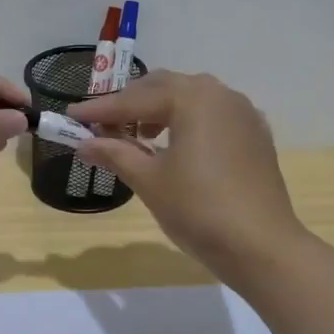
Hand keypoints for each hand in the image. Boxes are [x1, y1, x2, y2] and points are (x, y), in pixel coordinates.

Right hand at [70, 71, 305, 285]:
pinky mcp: (255, 135)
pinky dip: (187, 121)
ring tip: (138, 135)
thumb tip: (83, 143)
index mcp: (192, 98)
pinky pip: (213, 115)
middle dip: (131, 103)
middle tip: (103, 124)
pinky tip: (177, 145)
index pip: (135, 99)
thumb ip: (115, 153)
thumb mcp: (149, 181)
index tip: (71, 115)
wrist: (262, 246)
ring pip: (191, 98)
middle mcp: (220, 94)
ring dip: (160, 109)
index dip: (100, 109)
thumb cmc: (199, 210)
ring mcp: (242, 113)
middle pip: (164, 87)